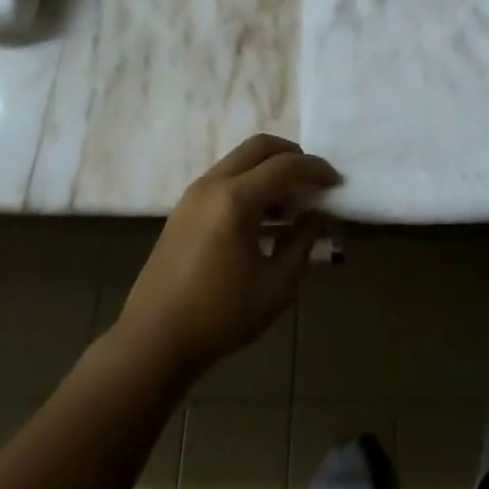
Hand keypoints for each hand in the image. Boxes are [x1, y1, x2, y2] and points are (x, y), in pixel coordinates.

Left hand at [114, 135, 337, 378]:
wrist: (152, 341)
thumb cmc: (219, 317)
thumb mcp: (275, 286)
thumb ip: (302, 243)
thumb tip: (317, 215)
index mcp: (235, 199)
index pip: (285, 166)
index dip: (315, 170)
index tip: (336, 181)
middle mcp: (213, 184)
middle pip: (260, 146)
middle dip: (292, 155)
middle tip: (313, 179)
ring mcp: (194, 193)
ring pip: (240, 159)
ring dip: (268, 169)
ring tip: (291, 202)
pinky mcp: (184, 208)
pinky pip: (225, 178)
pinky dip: (249, 182)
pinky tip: (263, 217)